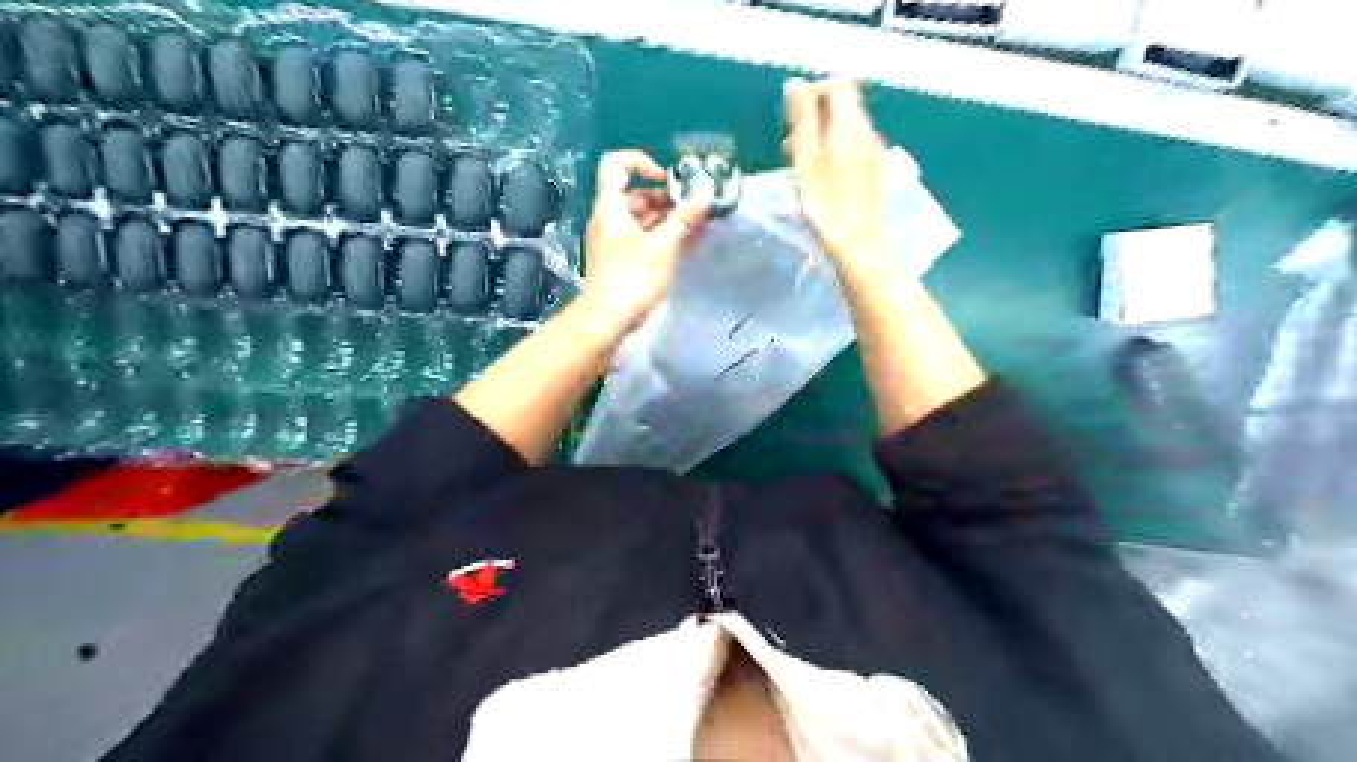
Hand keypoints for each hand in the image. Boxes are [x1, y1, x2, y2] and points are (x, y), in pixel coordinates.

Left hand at [584, 151, 709, 334]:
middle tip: (692, 210)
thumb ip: (684, 220)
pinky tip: (683, 246)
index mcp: (611, 207)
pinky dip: (660, 237)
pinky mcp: (618, 260)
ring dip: (666, 219)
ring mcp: (612, 241)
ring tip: (694, 228)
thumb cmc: (632, 278)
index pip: (615, 165)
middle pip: (634, 195)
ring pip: (640, 218)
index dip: (640, 163)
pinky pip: (640, 238)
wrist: (607, 319)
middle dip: (665, 198)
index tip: (666, 179)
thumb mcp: (663, 247)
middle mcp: (608, 219)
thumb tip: (703, 198)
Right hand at [780, 76, 885, 269]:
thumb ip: (802, 117)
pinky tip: (821, 178)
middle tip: (791, 143)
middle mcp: (867, 131)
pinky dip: (835, 153)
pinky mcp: (874, 173)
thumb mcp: (805, 156)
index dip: (814, 92)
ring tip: (801, 163)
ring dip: (823, 136)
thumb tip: (795, 84)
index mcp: (850, 123)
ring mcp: (874, 153)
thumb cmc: (825, 201)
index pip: (838, 85)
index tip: (792, 115)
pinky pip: (853, 149)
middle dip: (816, 116)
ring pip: (847, 129)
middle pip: (844, 106)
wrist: (856, 241)